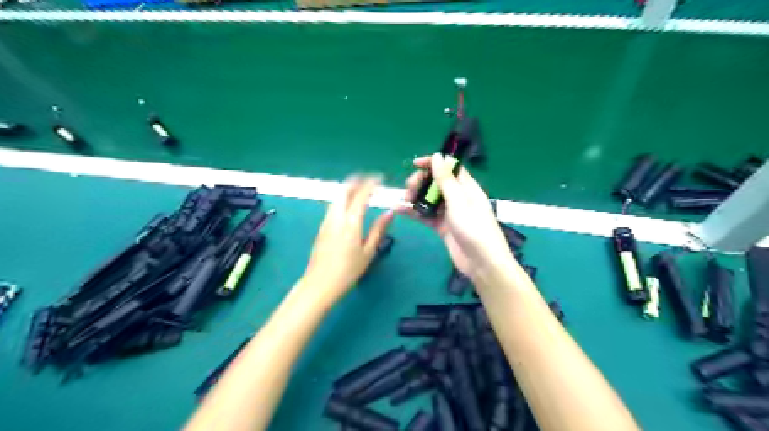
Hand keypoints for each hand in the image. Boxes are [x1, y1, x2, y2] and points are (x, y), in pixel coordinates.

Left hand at [304, 174, 392, 301]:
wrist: (319, 284)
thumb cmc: (348, 271)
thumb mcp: (368, 252)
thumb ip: (379, 230)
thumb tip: (390, 213)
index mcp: (350, 222)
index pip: (361, 195)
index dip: (371, 183)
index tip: (381, 178)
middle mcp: (336, 217)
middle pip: (344, 190)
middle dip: (357, 181)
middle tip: (370, 180)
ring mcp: (326, 221)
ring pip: (336, 197)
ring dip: (349, 189)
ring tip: (361, 190)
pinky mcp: (321, 227)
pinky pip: (333, 205)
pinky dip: (343, 198)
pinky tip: (349, 205)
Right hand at [400, 154, 511, 280]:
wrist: (481, 263)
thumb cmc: (473, 228)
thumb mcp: (458, 202)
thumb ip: (446, 180)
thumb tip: (438, 155)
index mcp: (466, 187)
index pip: (449, 168)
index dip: (433, 163)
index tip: (415, 164)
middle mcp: (458, 197)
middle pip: (436, 183)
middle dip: (421, 182)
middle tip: (409, 189)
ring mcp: (449, 213)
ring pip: (429, 199)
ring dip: (416, 197)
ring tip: (403, 200)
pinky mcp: (442, 227)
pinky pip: (426, 215)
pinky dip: (414, 212)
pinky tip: (400, 210)